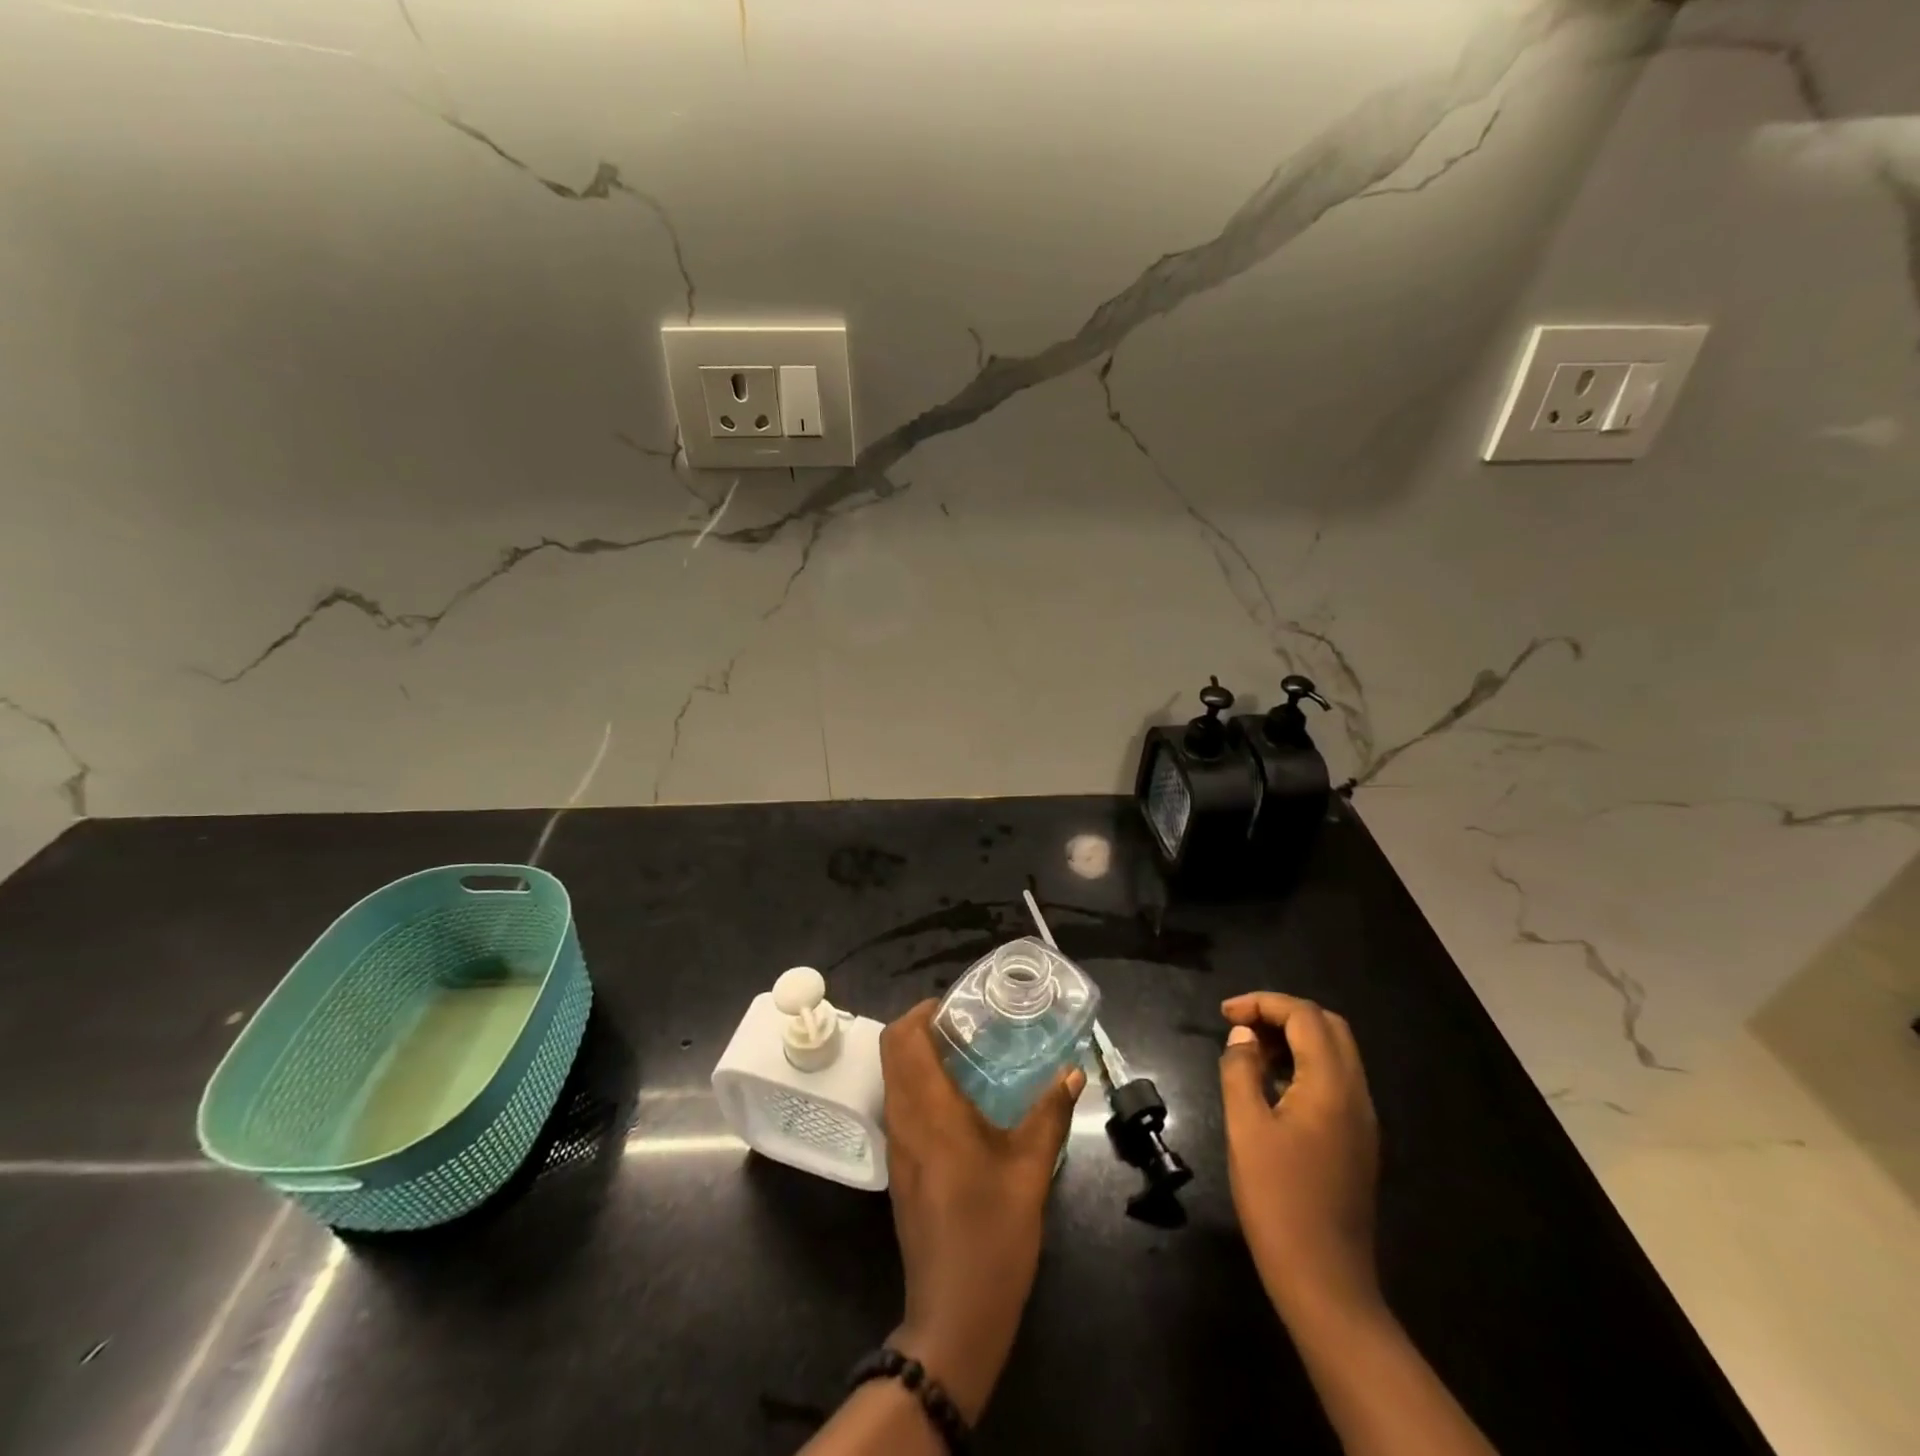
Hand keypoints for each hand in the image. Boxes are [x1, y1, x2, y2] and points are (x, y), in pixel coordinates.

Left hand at [878, 1000, 1084, 1422]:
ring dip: (919, 1056)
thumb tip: (1073, 1071)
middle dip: (922, 1028)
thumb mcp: (1031, 1170)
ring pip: (894, 1077)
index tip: (958, 1008)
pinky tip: (962, 1100)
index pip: (902, 1037)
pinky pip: (901, 1105)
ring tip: (968, 1055)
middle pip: (892, 1050)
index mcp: (928, 1110)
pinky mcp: (901, 1167)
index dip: (923, 1011)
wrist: (955, 1315)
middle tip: (967, 1026)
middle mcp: (903, 1119)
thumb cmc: (993, 1235)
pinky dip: (920, 1085)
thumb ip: (1050, 1114)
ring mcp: (897, 1145)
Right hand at [1218, 991, 1380, 1321]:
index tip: (1224, 1014)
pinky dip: (1304, 1065)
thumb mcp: (1245, 1128)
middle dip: (1282, 1014)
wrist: (1325, 1282)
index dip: (1263, 1003)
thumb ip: (1241, 1071)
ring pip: (1335, 1053)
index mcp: (1331, 1086)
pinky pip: (1335, 1080)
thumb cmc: (1278, 1201)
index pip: (1304, 1017)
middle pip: (1328, 1027)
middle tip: (1240, 1025)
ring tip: (1249, 1050)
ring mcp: (1362, 1120)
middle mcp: (1356, 1094)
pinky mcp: (1357, 1141)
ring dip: (1294, 1038)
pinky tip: (1271, 1085)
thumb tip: (1243, 1036)